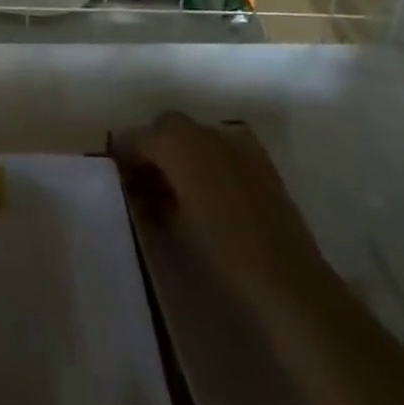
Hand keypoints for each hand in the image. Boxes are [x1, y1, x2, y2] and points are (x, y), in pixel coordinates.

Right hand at [111, 110, 326, 295]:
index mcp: (177, 143)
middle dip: (154, 146)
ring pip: (195, 133)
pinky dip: (209, 157)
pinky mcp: (258, 156)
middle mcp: (203, 130)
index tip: (117, 171)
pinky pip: (221, 145)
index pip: (138, 136)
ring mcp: (234, 139)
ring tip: (178, 186)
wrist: (287, 278)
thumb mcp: (173, 225)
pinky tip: (210, 189)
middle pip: (167, 126)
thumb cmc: (222, 253)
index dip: (124, 151)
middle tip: (147, 179)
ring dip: (181, 150)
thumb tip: (140, 187)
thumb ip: (152, 197)